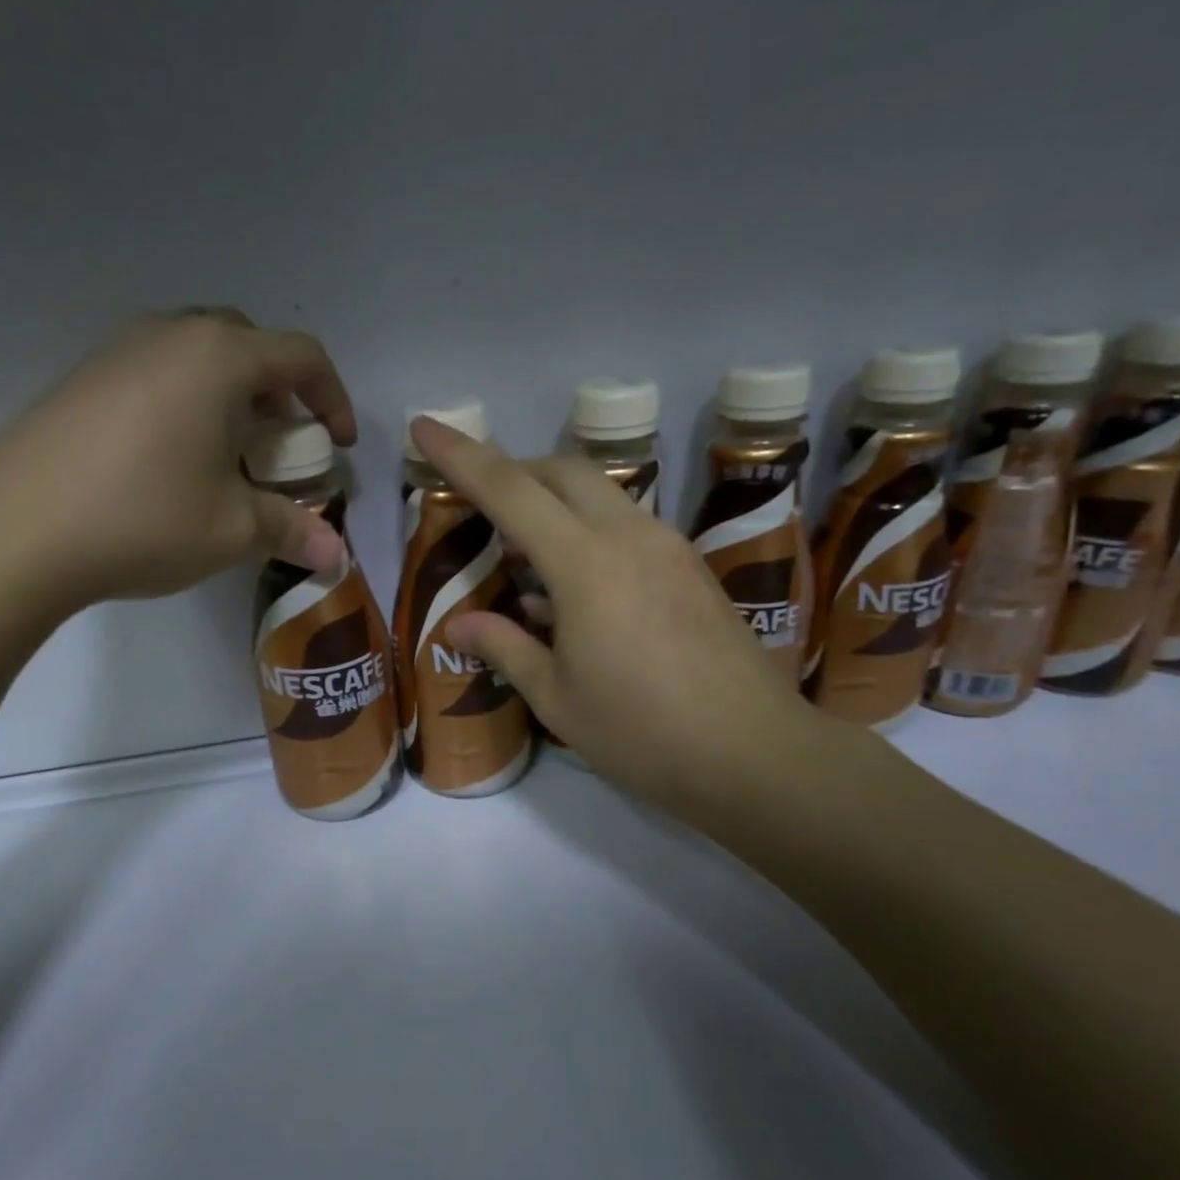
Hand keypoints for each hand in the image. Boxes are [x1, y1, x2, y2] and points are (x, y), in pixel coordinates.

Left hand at [0, 310, 355, 623]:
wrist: (14, 533)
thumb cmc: (143, 518)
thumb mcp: (233, 530)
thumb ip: (292, 532)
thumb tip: (336, 558)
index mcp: (218, 358)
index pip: (301, 356)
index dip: (333, 398)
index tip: (338, 446)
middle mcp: (169, 336)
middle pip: (247, 344)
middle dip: (279, 392)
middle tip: (282, 443)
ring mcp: (117, 351)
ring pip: (197, 355)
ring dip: (230, 395)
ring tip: (229, 453)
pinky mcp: (81, 378)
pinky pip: (155, 372)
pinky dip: (186, 402)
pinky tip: (172, 459)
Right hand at [410, 417, 829, 817]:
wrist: (755, 753)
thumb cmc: (641, 733)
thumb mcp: (557, 699)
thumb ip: (505, 648)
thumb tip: (458, 625)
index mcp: (585, 565)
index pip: (510, 489)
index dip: (461, 455)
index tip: (424, 426)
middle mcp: (629, 536)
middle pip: (563, 471)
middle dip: (514, 471)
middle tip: (480, 508)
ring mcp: (668, 547)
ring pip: (600, 493)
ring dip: (554, 502)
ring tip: (526, 555)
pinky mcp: (691, 567)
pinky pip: (627, 524)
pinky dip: (589, 531)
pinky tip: (577, 589)